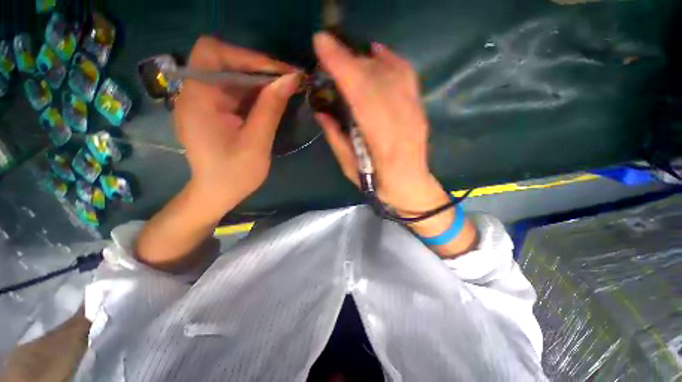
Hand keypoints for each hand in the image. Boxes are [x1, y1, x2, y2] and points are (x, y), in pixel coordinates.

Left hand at [174, 36, 300, 212]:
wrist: (217, 194)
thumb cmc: (234, 174)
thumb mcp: (257, 143)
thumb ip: (271, 109)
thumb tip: (291, 79)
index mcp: (198, 100)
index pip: (212, 53)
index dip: (246, 56)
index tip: (279, 71)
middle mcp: (195, 94)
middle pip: (223, 61)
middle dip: (257, 67)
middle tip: (288, 79)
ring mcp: (203, 102)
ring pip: (231, 75)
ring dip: (259, 79)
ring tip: (285, 88)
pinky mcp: (213, 111)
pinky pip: (234, 91)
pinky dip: (254, 91)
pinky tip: (271, 99)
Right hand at [312, 32, 448, 214]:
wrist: (411, 186)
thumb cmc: (378, 184)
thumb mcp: (350, 168)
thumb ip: (336, 138)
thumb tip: (320, 111)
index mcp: (381, 142)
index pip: (361, 95)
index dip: (342, 66)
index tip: (322, 44)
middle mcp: (401, 122)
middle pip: (375, 79)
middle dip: (349, 58)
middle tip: (328, 47)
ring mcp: (414, 113)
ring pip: (390, 73)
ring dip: (365, 59)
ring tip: (347, 54)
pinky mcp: (420, 109)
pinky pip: (407, 76)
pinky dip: (391, 59)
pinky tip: (376, 51)